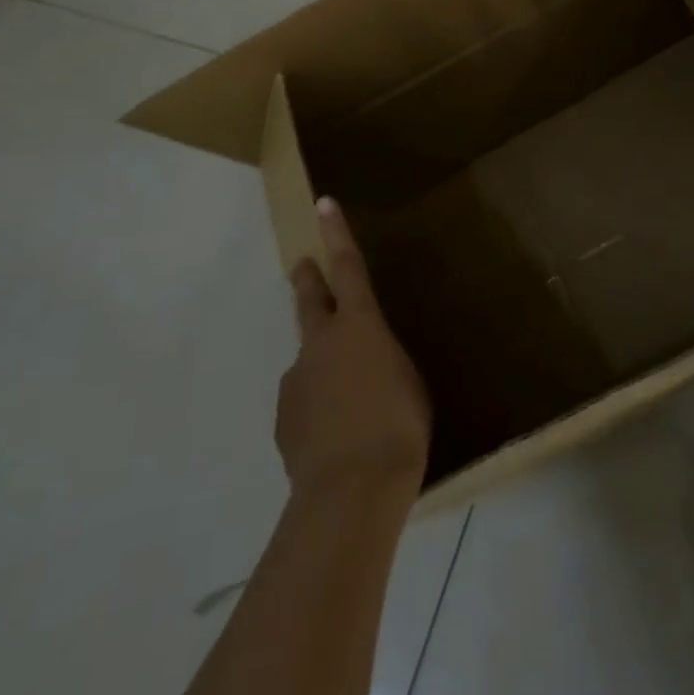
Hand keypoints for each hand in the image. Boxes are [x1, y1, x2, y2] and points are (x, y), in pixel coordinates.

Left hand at [278, 198, 431, 504]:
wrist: (350, 491)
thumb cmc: (399, 426)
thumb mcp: (409, 382)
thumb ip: (384, 362)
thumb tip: (364, 365)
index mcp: (360, 326)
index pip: (348, 267)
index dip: (337, 233)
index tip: (324, 203)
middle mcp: (321, 343)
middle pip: (310, 300)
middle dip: (307, 279)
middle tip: (301, 266)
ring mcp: (297, 381)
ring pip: (310, 360)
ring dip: (324, 366)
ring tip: (350, 403)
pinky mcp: (284, 418)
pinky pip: (305, 401)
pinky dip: (319, 406)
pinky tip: (336, 436)